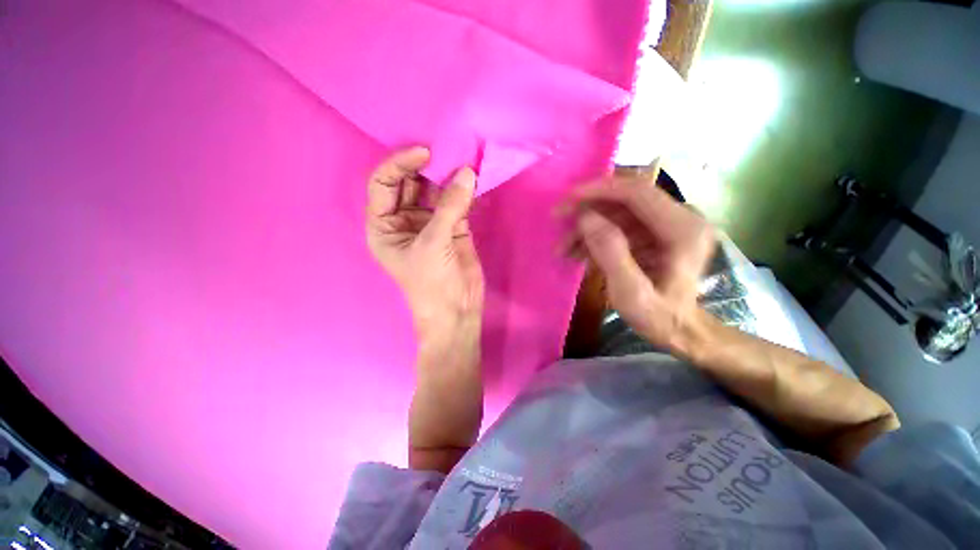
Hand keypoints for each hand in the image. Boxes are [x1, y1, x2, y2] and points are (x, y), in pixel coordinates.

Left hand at [366, 147, 484, 342]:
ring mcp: (430, 223)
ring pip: (436, 191)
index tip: (426, 153)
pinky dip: (465, 192)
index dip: (401, 164)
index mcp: (384, 226)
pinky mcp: (454, 227)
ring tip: (464, 162)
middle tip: (448, 153)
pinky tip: (474, 180)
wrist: (457, 310)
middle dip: (427, 168)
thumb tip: (468, 172)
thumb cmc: (432, 283)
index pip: (384, 184)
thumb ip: (450, 207)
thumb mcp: (433, 243)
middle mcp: (404, 220)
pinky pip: (457, 203)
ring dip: (449, 177)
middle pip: (410, 184)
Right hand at [558, 176, 715, 350]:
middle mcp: (681, 218)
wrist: (680, 330)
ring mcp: (669, 224)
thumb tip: (586, 218)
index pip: (637, 192)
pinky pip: (620, 224)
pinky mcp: (657, 232)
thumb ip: (611, 254)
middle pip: (626, 197)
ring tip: (563, 247)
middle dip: (588, 207)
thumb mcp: (631, 294)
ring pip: (619, 211)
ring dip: (588, 225)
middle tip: (558, 219)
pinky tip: (578, 252)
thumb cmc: (659, 317)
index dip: (599, 190)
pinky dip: (596, 235)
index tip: (567, 200)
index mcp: (683, 230)